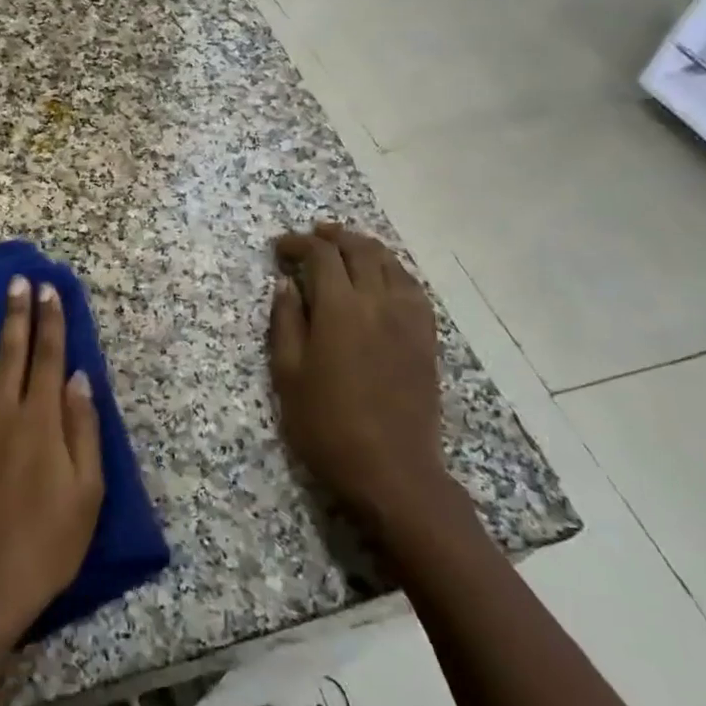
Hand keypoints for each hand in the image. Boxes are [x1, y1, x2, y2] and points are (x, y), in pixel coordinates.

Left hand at [0, 275, 104, 650]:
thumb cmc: (44, 545)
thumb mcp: (86, 494)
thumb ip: (83, 430)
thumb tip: (79, 377)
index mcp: (40, 422)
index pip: (48, 359)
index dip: (51, 322)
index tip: (49, 291)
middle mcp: (0, 412)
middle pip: (10, 353)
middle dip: (16, 313)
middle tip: (17, 281)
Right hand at [269, 223, 453, 535]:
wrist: (391, 469)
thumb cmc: (326, 424)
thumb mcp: (288, 374)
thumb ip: (285, 322)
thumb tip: (285, 283)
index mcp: (340, 309)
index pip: (321, 256)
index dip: (298, 243)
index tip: (279, 247)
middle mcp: (379, 303)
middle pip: (360, 250)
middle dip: (333, 236)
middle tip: (311, 236)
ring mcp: (409, 319)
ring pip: (391, 264)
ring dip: (365, 247)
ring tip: (345, 246)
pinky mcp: (426, 338)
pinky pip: (413, 288)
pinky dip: (393, 271)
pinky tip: (383, 278)